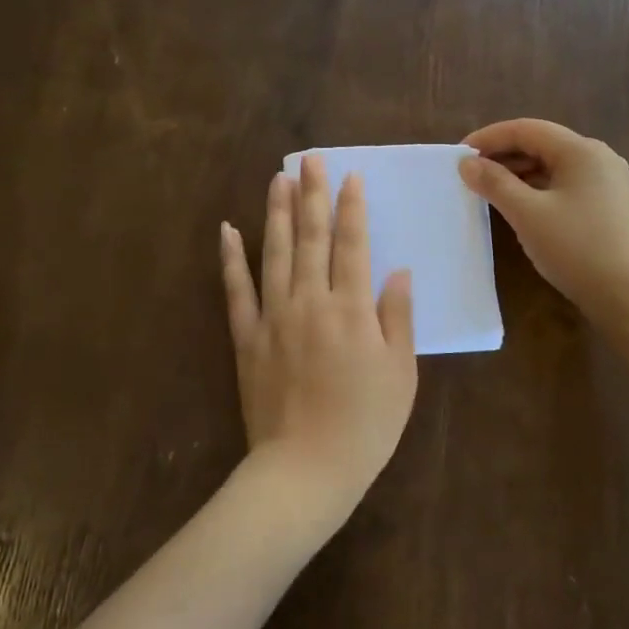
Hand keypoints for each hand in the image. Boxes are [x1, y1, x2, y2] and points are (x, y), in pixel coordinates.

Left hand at [220, 155, 417, 528]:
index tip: (350, 176)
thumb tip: (396, 270)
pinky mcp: (246, 338)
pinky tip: (228, 229)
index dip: (352, 208)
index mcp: (352, 309)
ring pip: (273, 252)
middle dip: (312, 195)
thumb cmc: (365, 425)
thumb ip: (397, 317)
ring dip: (276, 212)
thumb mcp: (400, 373)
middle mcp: (310, 301)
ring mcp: (273, 317)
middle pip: (311, 237)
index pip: (353, 244)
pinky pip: (236, 290)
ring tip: (278, 177)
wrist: (305, 469)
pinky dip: (231, 258)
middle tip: (311, 159)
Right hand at [459, 119, 628, 321]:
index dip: (489, 137)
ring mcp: (606, 182)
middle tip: (469, 173)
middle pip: (541, 144)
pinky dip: (537, 188)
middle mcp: (597, 158)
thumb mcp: (527, 214)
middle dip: (503, 155)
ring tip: (487, 188)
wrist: (627, 295)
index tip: (459, 154)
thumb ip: (495, 183)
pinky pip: (564, 184)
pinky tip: (518, 204)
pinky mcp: (607, 204)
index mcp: (581, 151)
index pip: (527, 129)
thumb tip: (466, 163)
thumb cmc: (576, 248)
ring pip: (553, 166)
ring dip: (519, 172)